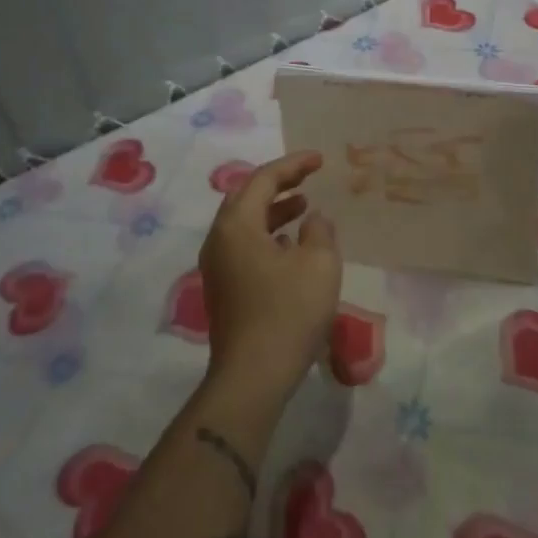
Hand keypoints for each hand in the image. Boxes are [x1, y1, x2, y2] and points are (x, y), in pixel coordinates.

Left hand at [198, 150, 342, 402]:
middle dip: (279, 184)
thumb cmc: (288, 312)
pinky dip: (268, 236)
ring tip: (305, 207)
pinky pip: (245, 247)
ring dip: (274, 211)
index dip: (293, 165)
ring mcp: (217, 268)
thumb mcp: (319, 264)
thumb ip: (320, 231)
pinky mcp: (224, 291)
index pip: (263, 180)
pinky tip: (291, 247)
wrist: (253, 377)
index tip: (319, 160)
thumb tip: (314, 219)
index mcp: (236, 226)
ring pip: (245, 225)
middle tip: (309, 177)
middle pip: (247, 199)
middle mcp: (219, 241)